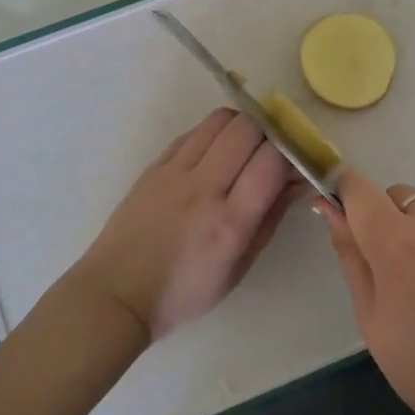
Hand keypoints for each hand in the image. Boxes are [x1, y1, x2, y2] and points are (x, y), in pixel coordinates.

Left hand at [73, 108, 297, 339]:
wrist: (116, 294)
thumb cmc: (184, 292)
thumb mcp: (239, 267)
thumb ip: (271, 218)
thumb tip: (298, 180)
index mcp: (230, 223)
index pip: (272, 162)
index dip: (292, 153)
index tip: (297, 159)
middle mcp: (203, 189)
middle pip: (248, 129)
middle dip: (270, 132)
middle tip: (273, 147)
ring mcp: (175, 173)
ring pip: (220, 120)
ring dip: (242, 124)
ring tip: (246, 144)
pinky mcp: (154, 166)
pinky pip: (192, 132)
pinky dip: (213, 134)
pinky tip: (215, 152)